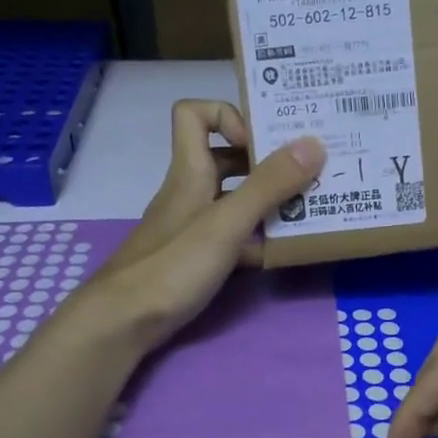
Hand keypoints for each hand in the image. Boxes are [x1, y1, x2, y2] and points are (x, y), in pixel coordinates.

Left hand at [79, 100, 322, 351]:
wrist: (124, 322)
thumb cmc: (172, 266)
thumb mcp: (226, 223)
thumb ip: (268, 186)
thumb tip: (313, 143)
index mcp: (190, 171)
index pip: (195, 114)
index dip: (228, 116)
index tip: (261, 140)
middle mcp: (191, 192)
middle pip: (226, 159)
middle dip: (267, 161)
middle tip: (308, 170)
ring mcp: (193, 227)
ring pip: (235, 200)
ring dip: (269, 201)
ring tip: (310, 208)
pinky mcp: (197, 259)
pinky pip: (235, 238)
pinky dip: (259, 239)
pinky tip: (284, 252)